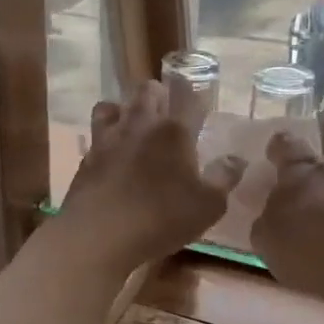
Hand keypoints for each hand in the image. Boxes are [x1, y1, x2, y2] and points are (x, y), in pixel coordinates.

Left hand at [57, 81, 244, 274]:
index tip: (201, 106)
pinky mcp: (87, 156)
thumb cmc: (161, 218)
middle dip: (159, 95)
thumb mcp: (207, 206)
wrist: (99, 233)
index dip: (196, 96)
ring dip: (125, 109)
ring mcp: (109, 137)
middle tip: (167, 114)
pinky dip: (105, 137)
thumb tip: (236, 159)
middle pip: (148, 90)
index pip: (189, 97)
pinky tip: (111, 154)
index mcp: (175, 131)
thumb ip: (224, 178)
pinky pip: (96, 134)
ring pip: (114, 105)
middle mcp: (141, 124)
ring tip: (133, 128)